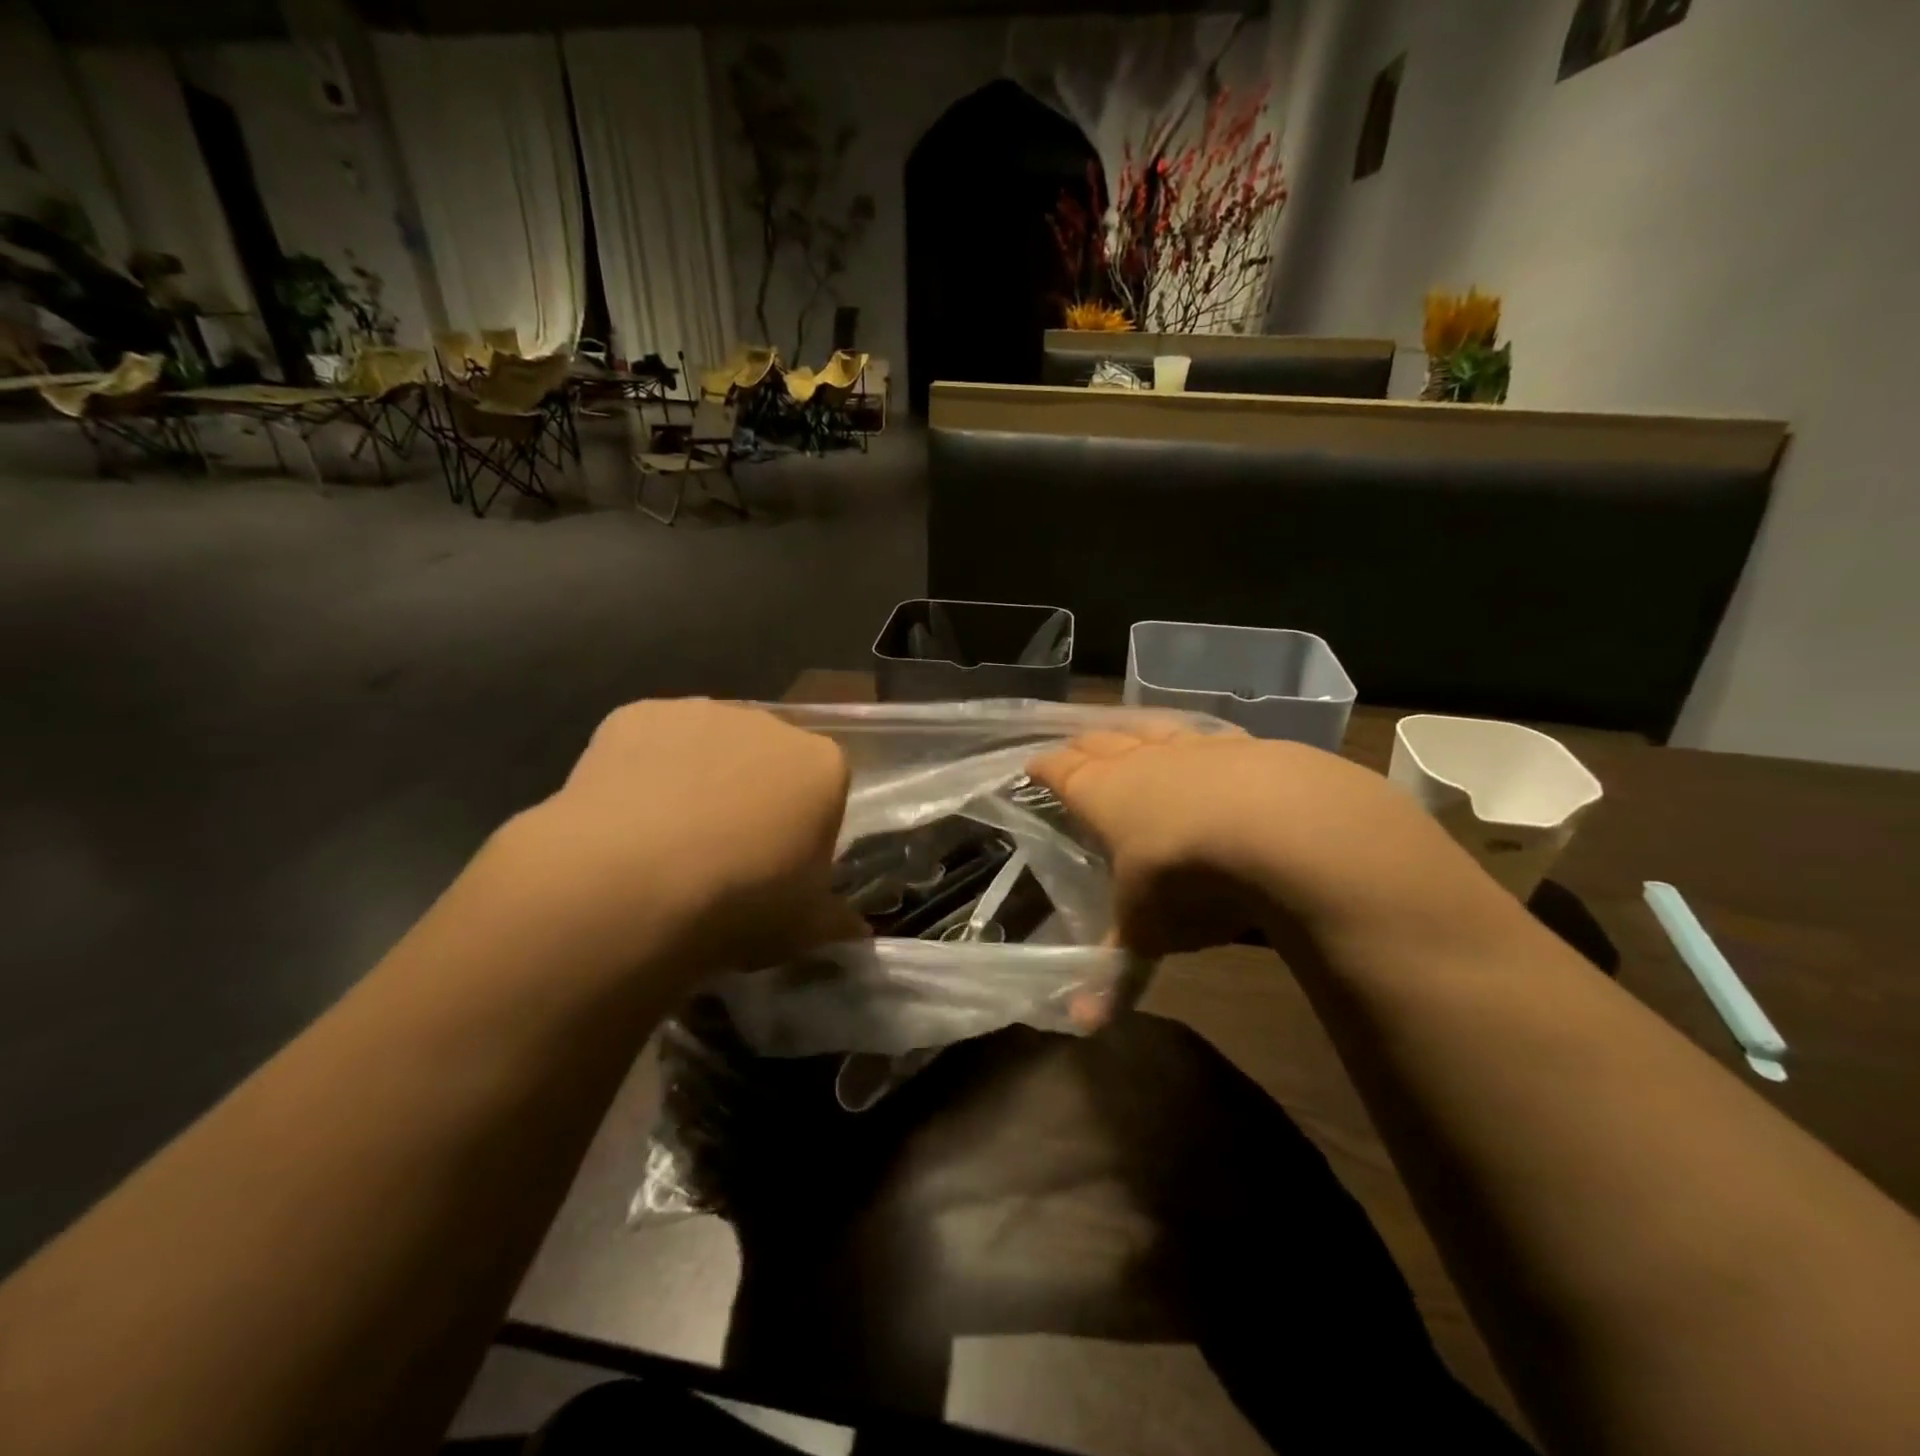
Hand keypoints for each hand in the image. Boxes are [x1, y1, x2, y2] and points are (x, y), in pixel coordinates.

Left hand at [500, 699, 862, 983]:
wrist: (633, 883)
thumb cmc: (742, 901)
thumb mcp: (806, 927)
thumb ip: (834, 918)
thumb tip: (853, 929)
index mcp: (823, 766)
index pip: (825, 788)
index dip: (804, 826)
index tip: (780, 865)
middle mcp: (769, 724)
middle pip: (768, 757)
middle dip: (754, 793)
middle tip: (725, 853)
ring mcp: (701, 713)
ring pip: (708, 744)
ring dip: (700, 776)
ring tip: (667, 839)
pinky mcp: (637, 714)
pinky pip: (650, 741)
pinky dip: (644, 770)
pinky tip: (625, 816)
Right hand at [1029, 727, 1514, 960]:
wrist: (1283, 830)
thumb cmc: (1187, 878)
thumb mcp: (1148, 931)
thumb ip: (1117, 970)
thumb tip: (1084, 1026)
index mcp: (1103, 794)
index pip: (1060, 771)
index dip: (1045, 768)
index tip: (1033, 765)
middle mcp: (1143, 761)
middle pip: (1102, 742)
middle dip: (1084, 745)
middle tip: (1073, 746)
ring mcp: (1196, 749)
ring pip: (1154, 729)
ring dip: (1137, 733)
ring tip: (1129, 733)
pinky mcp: (1248, 747)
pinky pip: (1211, 736)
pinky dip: (1199, 740)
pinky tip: (1208, 744)